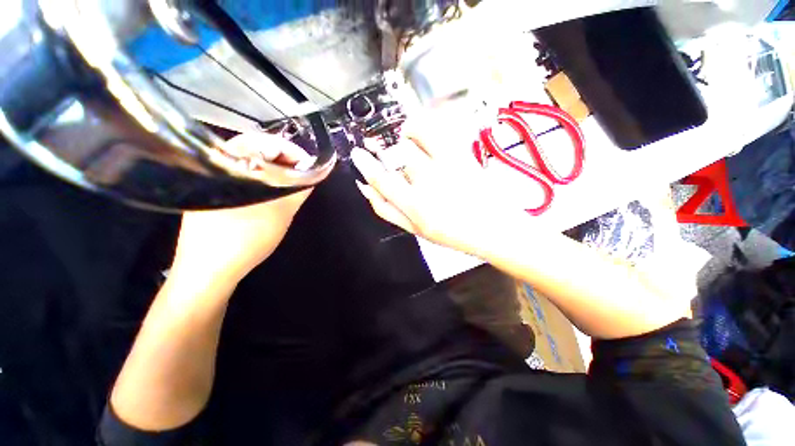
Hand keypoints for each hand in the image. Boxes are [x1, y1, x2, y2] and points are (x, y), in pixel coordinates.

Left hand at [170, 133, 313, 284]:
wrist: (208, 272)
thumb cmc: (246, 238)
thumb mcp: (282, 212)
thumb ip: (300, 189)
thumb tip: (314, 173)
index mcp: (230, 163)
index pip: (267, 142)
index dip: (294, 152)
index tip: (311, 167)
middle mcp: (215, 164)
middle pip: (257, 150)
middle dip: (286, 161)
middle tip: (303, 177)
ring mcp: (209, 179)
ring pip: (250, 164)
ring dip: (274, 171)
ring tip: (290, 186)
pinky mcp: (210, 193)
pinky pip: (241, 176)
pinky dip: (261, 180)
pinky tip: (270, 194)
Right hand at [351, 116, 524, 256]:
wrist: (493, 228)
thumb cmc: (451, 233)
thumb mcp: (414, 230)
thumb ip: (387, 210)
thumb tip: (366, 188)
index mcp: (415, 206)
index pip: (382, 179)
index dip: (365, 164)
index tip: (357, 154)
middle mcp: (428, 183)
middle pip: (397, 154)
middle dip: (386, 151)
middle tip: (386, 152)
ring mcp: (447, 166)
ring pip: (414, 137)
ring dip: (404, 136)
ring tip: (405, 141)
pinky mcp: (461, 155)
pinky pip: (436, 131)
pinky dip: (422, 127)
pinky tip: (421, 135)